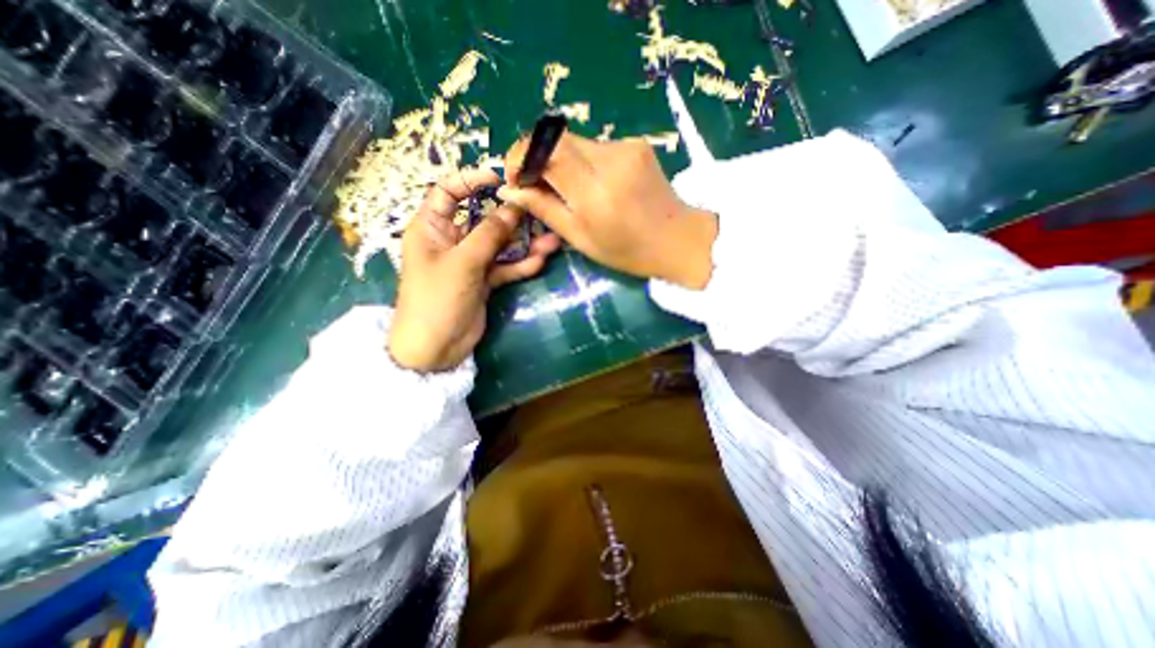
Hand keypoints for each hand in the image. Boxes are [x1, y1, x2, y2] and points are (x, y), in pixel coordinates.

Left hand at [388, 168, 565, 371]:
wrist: (435, 348)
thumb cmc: (436, 299)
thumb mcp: (463, 262)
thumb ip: (490, 234)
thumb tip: (514, 206)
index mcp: (432, 227)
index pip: (448, 191)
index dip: (471, 179)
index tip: (501, 178)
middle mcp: (452, 239)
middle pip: (484, 219)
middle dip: (511, 218)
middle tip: (539, 213)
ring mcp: (471, 261)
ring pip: (500, 245)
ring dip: (524, 244)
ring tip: (552, 242)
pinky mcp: (484, 280)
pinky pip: (505, 266)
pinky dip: (521, 264)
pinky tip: (540, 261)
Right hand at [501, 134, 717, 287]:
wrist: (678, 240)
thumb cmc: (627, 251)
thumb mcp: (581, 238)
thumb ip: (545, 210)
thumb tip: (510, 191)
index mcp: (594, 191)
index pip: (543, 150)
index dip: (520, 156)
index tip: (515, 178)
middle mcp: (609, 159)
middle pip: (556, 138)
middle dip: (537, 157)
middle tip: (535, 185)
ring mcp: (626, 147)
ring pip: (575, 142)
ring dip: (561, 162)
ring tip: (567, 190)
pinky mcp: (636, 143)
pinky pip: (596, 146)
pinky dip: (583, 162)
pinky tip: (593, 184)